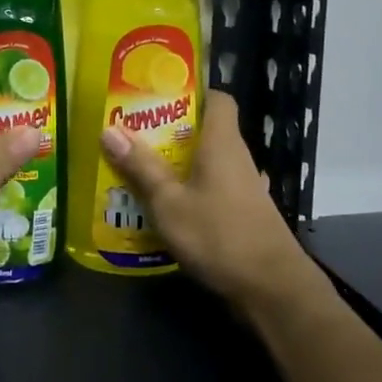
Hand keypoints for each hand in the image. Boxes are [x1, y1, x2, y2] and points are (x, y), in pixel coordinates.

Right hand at [99, 90, 334, 320]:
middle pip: (206, 131)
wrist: (272, 289)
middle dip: (171, 131)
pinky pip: (212, 189)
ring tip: (139, 168)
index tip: (159, 96)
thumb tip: (109, 129)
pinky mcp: (244, 214)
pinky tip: (165, 207)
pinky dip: (190, 192)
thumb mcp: (169, 202)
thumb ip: (141, 167)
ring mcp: (244, 188)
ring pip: (207, 163)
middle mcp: (237, 158)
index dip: (192, 92)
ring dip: (178, 164)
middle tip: (133, 134)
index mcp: (222, 143)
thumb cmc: (219, 234)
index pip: (218, 99)